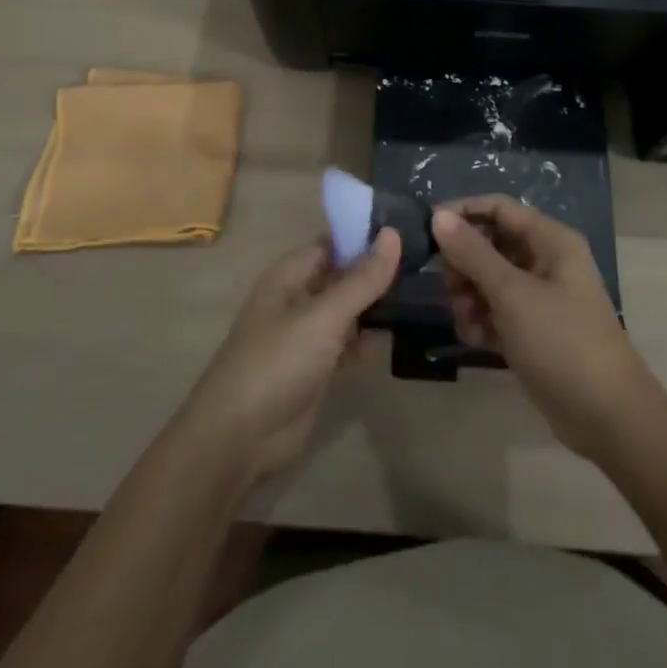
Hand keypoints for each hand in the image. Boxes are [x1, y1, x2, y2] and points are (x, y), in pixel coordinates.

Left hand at [178, 230, 400, 490]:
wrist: (240, 438)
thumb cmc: (278, 361)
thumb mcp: (324, 315)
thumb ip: (362, 279)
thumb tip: (393, 234)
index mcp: (290, 276)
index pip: (333, 243)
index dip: (366, 236)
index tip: (408, 228)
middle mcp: (298, 300)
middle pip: (343, 277)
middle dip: (377, 271)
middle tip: (426, 260)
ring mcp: (307, 336)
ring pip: (348, 311)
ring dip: (377, 306)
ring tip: (424, 292)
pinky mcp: (317, 370)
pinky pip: (349, 345)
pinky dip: (369, 340)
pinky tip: (401, 334)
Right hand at [433, 196, 660, 461]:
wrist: (607, 417)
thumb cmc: (561, 341)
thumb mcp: (511, 293)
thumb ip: (472, 252)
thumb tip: (438, 216)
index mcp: (551, 241)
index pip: (499, 208)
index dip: (463, 212)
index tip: (428, 229)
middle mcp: (546, 262)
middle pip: (491, 244)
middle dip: (465, 263)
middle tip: (449, 287)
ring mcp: (541, 299)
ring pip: (490, 280)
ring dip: (470, 296)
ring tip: (465, 319)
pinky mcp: (534, 332)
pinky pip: (498, 312)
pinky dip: (483, 321)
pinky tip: (476, 339)